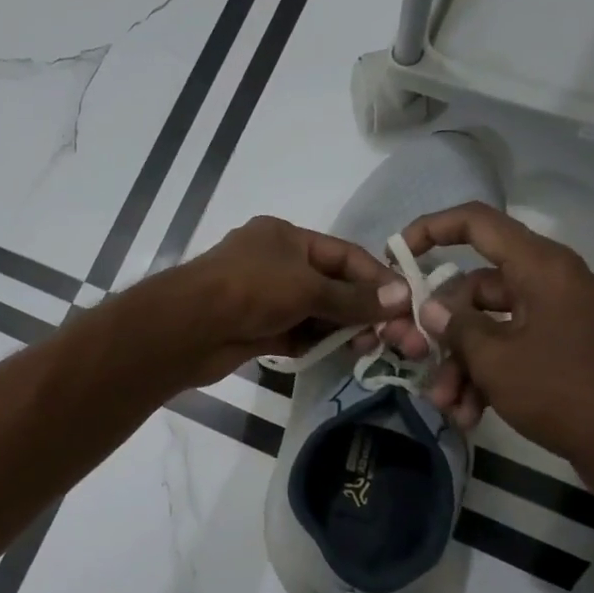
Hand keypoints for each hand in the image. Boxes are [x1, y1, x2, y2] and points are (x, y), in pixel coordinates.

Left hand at [159, 217, 406, 384]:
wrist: (189, 327)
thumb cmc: (251, 290)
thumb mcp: (308, 287)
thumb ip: (353, 297)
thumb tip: (402, 296)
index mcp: (285, 237)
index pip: (343, 254)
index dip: (375, 277)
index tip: (404, 303)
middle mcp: (275, 263)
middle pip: (330, 284)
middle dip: (360, 309)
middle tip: (391, 336)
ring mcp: (263, 297)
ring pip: (313, 312)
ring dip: (340, 329)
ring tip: (370, 348)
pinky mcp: (255, 329)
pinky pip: (295, 334)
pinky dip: (316, 343)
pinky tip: (340, 356)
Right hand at [387, 203, 593, 473]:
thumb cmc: (561, 391)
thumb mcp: (494, 359)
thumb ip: (455, 326)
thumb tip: (431, 308)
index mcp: (541, 267)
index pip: (477, 223)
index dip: (431, 229)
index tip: (396, 254)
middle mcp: (552, 282)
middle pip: (476, 287)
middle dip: (442, 329)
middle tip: (415, 357)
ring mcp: (560, 316)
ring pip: (490, 324)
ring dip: (461, 363)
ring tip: (446, 404)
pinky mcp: (565, 347)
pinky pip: (513, 346)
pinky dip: (488, 374)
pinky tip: (469, 414)